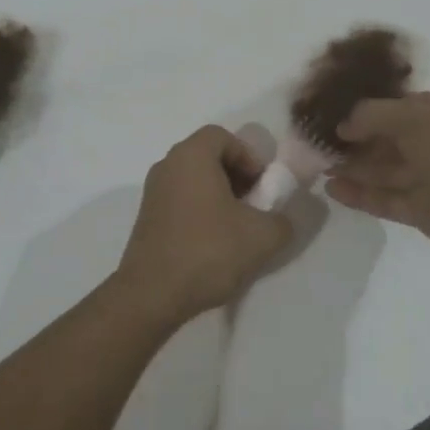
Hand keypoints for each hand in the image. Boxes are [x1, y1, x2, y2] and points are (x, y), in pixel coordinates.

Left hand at [117, 126, 293, 325]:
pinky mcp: (147, 218)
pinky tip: (214, 244)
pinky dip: (201, 211)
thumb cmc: (208, 251)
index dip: (249, 156)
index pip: (223, 136)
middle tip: (255, 206)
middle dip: (237, 176)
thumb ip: (282, 219)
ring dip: (220, 196)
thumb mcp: (261, 236)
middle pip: (208, 156)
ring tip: (238, 228)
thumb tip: (282, 218)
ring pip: (194, 180)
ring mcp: (152, 192)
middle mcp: (167, 165)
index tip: (262, 186)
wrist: (151, 294)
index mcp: (190, 156)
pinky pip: (180, 200)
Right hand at [325, 92, 429, 261]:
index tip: (337, 112)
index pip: (404, 106)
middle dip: (358, 140)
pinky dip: (360, 194)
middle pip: (391, 139)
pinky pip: (386, 199)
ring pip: (386, 170)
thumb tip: (344, 124)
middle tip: (320, 140)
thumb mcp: (416, 115)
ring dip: (354, 167)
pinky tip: (331, 188)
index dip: (371, 109)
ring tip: (317, 164)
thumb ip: (374, 114)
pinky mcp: (423, 211)